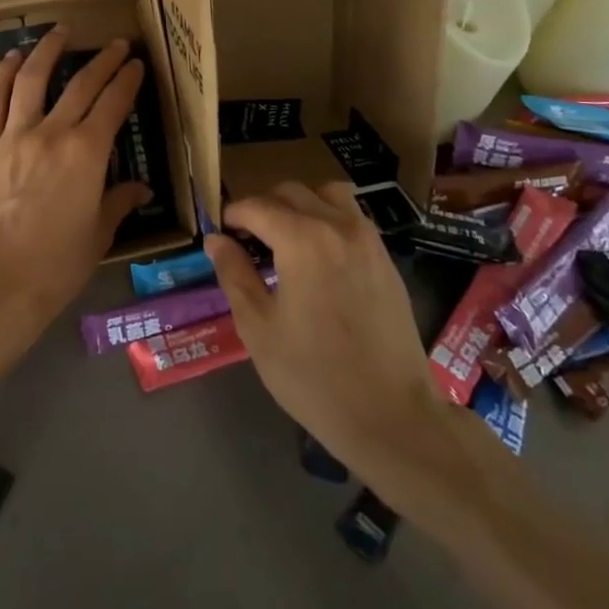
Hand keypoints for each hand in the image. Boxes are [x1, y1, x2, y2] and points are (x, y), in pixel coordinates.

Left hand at [0, 28, 150, 342]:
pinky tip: (10, 59)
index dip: (127, 80)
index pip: (113, 104)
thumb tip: (139, 188)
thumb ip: (118, 202)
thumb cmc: (56, 266)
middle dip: (103, 60)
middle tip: (116, 43)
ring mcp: (13, 136)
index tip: (136, 63)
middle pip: (81, 84)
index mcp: (87, 153)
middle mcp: (52, 133)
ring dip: (48, 50)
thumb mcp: (98, 235)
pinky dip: (1, 74)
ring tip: (61, 30)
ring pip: (32, 79)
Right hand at [205, 182, 439, 471]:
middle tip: (247, 241)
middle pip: (291, 192)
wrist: (392, 416)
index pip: (256, 206)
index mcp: (302, 239)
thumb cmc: (314, 376)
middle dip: (263, 208)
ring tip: (286, 240)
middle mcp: (337, 226)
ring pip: (326, 195)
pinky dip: (328, 219)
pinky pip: (352, 217)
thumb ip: (234, 274)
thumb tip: (216, 240)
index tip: (220, 236)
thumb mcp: (258, 328)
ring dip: (300, 205)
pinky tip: (318, 258)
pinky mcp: (386, 259)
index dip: (231, 216)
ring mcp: (368, 239)